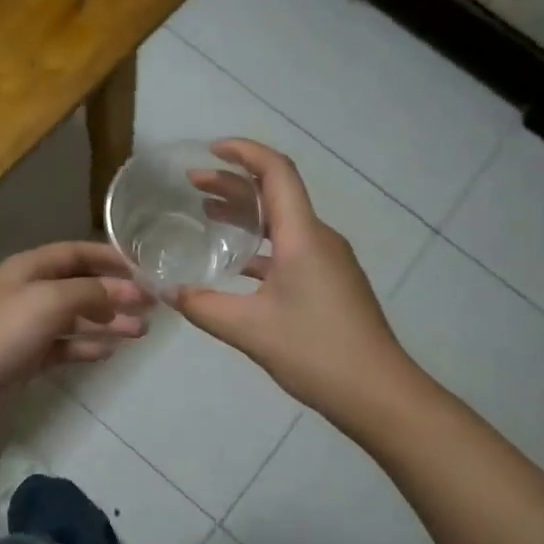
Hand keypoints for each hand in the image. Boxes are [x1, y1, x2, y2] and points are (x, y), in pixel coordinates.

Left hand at [0, 241, 150, 409]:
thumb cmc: (3, 332)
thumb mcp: (51, 301)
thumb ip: (93, 292)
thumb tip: (133, 289)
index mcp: (31, 268)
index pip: (77, 253)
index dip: (110, 259)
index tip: (145, 271)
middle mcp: (31, 291)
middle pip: (81, 286)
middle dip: (116, 294)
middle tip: (152, 308)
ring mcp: (29, 326)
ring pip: (77, 318)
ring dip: (108, 322)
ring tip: (141, 333)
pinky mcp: (28, 357)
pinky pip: (65, 346)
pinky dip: (87, 346)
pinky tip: (109, 352)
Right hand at [171, 140, 407, 420]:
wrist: (378, 393)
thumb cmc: (315, 351)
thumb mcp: (248, 329)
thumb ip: (202, 305)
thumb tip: (165, 290)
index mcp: (303, 236)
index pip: (276, 172)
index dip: (244, 152)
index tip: (210, 150)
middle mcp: (318, 239)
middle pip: (277, 194)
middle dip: (234, 184)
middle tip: (193, 185)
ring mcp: (329, 262)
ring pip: (283, 223)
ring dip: (246, 215)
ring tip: (206, 215)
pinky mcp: (330, 284)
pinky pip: (290, 249)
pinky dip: (260, 246)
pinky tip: (234, 266)